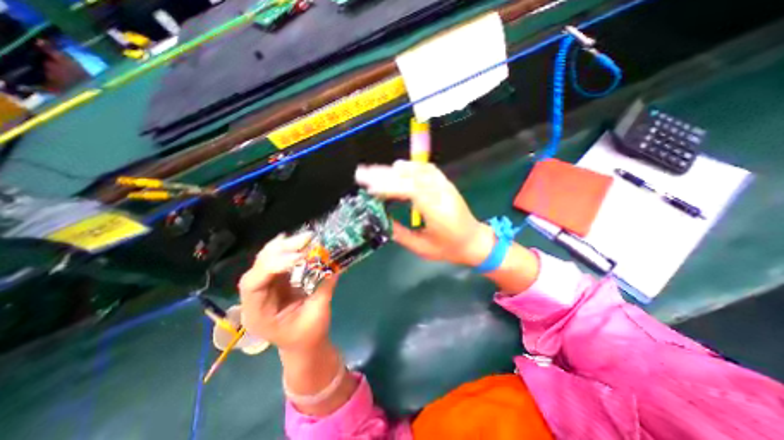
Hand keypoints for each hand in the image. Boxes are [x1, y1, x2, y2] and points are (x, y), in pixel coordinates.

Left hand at [238, 235, 338, 353]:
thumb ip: (324, 290)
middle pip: (258, 269)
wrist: (304, 345)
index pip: (253, 285)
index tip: (298, 258)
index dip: (272, 267)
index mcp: (258, 315)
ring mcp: (265, 289)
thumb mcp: (318, 314)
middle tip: (303, 240)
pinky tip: (297, 243)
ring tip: (302, 238)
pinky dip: (287, 251)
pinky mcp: (276, 283)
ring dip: (284, 247)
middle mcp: (255, 299)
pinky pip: (278, 262)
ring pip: (266, 262)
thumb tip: (334, 268)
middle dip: (279, 251)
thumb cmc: (309, 335)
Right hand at [357, 161, 490, 266]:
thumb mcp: (422, 248)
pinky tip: (398, 168)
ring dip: (394, 170)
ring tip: (374, 171)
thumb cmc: (449, 248)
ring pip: (417, 170)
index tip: (369, 189)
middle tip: (361, 174)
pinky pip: (427, 169)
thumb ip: (400, 234)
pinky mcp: (445, 183)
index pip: (410, 190)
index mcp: (437, 211)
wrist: (474, 241)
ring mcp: (444, 185)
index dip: (388, 187)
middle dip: (383, 175)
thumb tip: (381, 220)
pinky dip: (410, 166)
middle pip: (410, 177)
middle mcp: (441, 193)